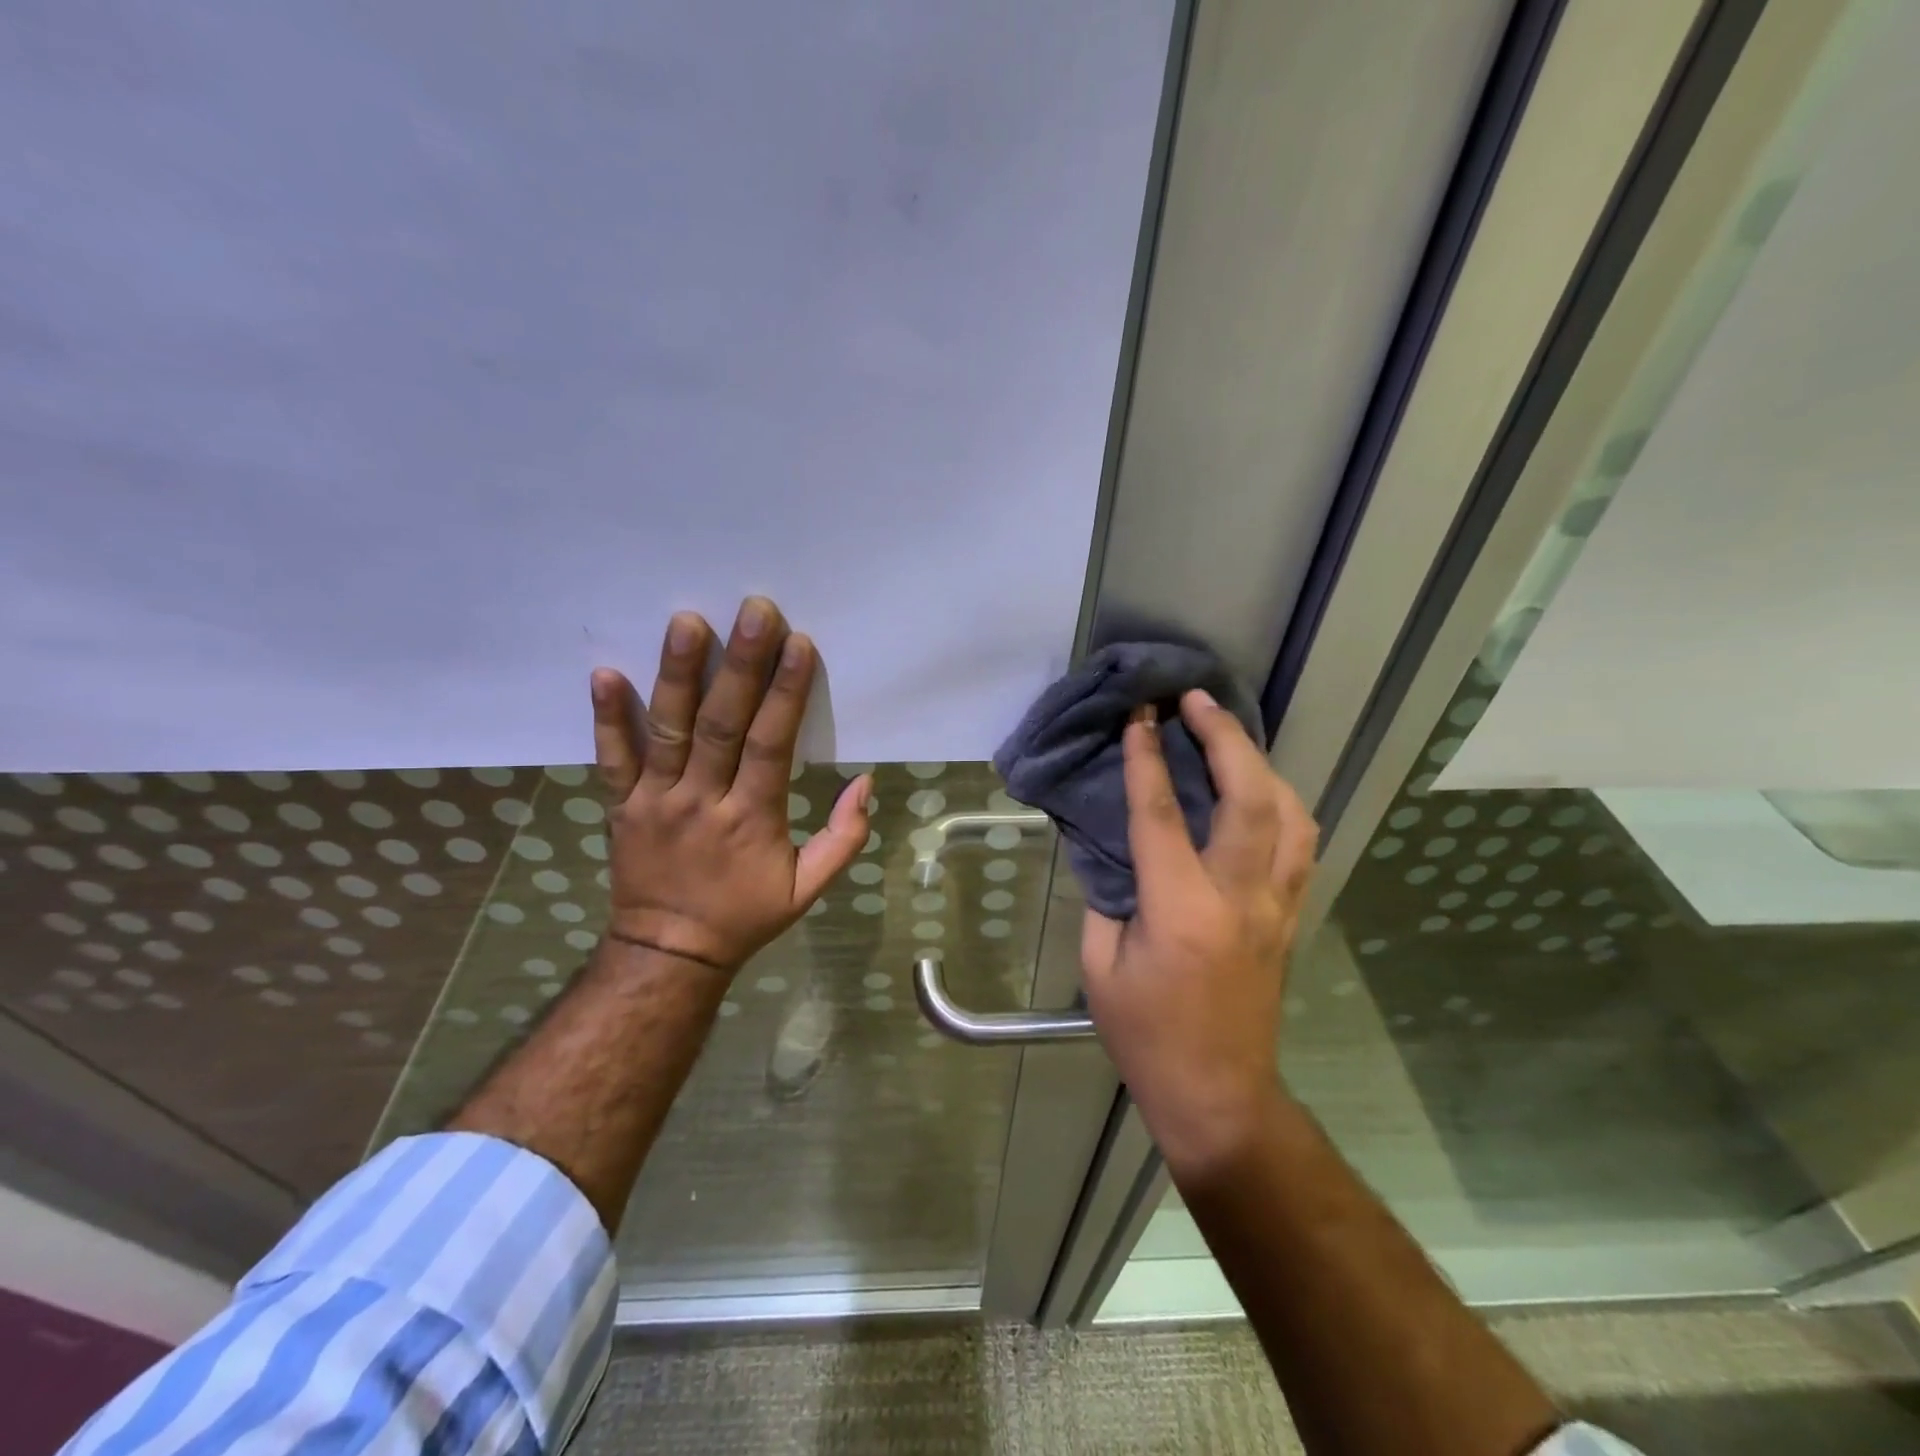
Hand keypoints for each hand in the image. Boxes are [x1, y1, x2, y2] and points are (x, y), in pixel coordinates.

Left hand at [589, 597, 872, 973]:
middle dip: (740, 665)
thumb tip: (864, 783)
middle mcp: (702, 799)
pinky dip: (606, 718)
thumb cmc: (745, 916)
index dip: (786, 693)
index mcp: (752, 818)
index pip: (771, 744)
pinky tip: (604, 673)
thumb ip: (843, 839)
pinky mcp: (620, 805)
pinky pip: (610, 759)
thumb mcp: (808, 890)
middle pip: (721, 724)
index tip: (799, 644)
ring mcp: (655, 800)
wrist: (669, 952)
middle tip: (753, 610)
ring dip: (677, 675)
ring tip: (686, 622)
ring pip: (667, 730)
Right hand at [1081, 691, 1317, 1181]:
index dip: (1146, 758)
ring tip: (1230, 735)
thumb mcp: (1100, 964)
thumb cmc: (1146, 1035)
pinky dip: (1281, 802)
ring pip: (1291, 814)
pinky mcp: (1291, 916)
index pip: (1161, 814)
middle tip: (1197, 700)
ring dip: (1261, 763)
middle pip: (1249, 798)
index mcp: (1181, 910)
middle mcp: (1240, 897)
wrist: (1217, 1094)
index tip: (1139, 717)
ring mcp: (1277, 906)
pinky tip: (1259, 788)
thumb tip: (1113, 844)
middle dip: (1224, 738)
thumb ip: (1107, 895)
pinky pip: (1299, 843)